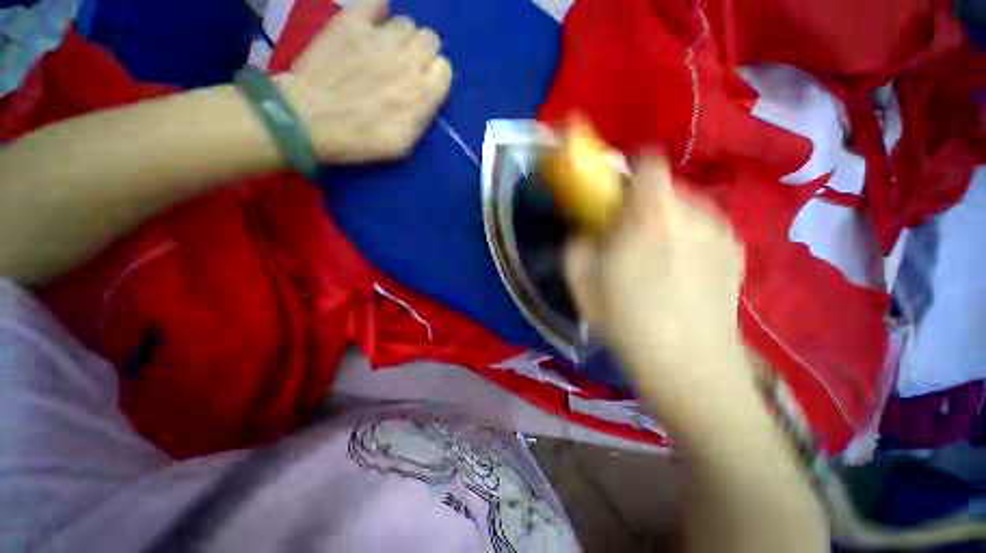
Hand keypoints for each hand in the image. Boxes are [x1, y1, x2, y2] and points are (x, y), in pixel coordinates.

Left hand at [278, 0, 452, 162]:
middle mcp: (408, 61)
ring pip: (407, 23)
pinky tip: (371, 24)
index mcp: (422, 95)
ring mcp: (380, 38)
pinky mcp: (353, 22)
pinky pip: (377, 1)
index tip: (422, 85)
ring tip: (383, 50)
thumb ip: (422, 114)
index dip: (434, 76)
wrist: (309, 120)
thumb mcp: (403, 144)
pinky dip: (378, 10)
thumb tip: (426, 93)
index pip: (444, 69)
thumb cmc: (359, 140)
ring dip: (400, 36)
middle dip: (421, 52)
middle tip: (403, 66)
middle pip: (430, 39)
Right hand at [564, 156, 752, 422]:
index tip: (611, 197)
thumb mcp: (581, 280)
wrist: (690, 369)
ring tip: (653, 259)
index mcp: (653, 214)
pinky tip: (679, 273)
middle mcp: (695, 212)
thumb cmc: (627, 322)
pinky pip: (703, 228)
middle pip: (664, 186)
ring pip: (684, 208)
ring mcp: (722, 232)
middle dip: (640, 203)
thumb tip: (588, 228)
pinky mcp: (737, 254)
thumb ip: (578, 241)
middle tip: (626, 237)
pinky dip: (685, 237)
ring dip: (663, 220)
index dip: (626, 171)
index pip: (646, 162)